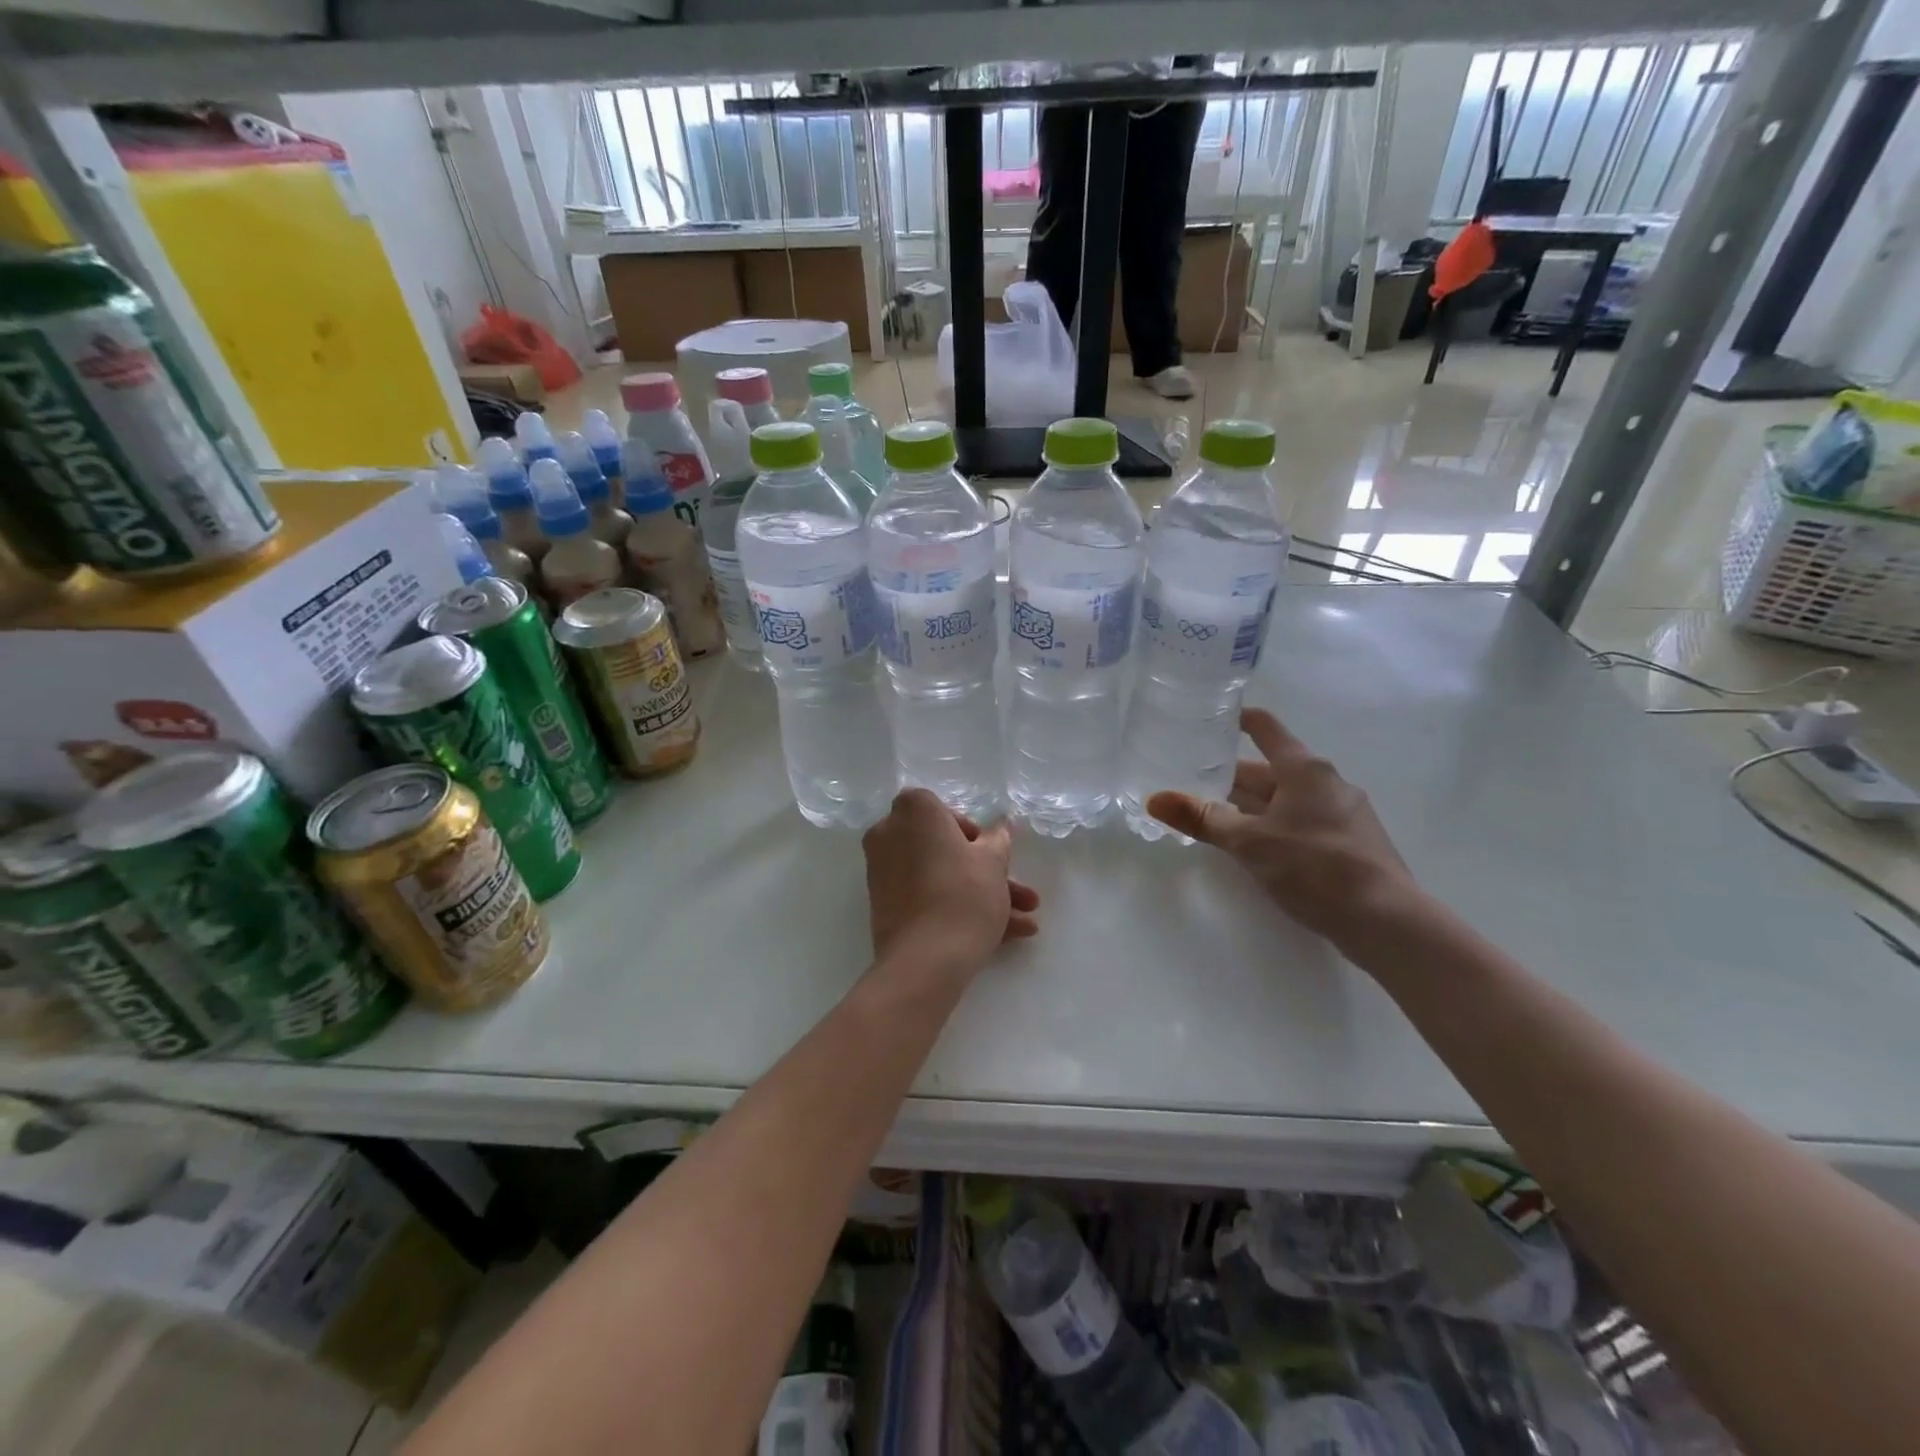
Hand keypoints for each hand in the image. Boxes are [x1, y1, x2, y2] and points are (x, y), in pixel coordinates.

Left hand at [862, 790, 1039, 976]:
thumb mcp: (993, 862)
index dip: (969, 830)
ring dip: (981, 895)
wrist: (925, 960)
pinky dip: (957, 909)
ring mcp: (883, 872)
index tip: (990, 853)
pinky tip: (1004, 937)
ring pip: (939, 876)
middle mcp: (889, 834)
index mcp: (913, 812)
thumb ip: (998, 838)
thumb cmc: (963, 895)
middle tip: (1019, 893)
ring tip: (1025, 923)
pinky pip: (926, 897)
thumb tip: (1000, 824)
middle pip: (942, 847)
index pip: (941, 809)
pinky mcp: (885, 906)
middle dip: (985, 871)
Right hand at [1147, 709, 1419, 945]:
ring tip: (1212, 816)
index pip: (1265, 728)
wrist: (1386, 920)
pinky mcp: (1349, 842)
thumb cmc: (1315, 867)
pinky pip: (1300, 821)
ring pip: (1284, 799)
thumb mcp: (1249, 842)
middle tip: (1190, 781)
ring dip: (1250, 805)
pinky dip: (1272, 825)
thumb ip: (1201, 818)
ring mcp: (1342, 812)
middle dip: (1231, 776)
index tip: (1209, 720)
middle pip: (1269, 769)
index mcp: (1304, 769)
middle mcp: (1326, 782)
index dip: (1237, 719)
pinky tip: (1254, 848)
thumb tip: (1154, 799)